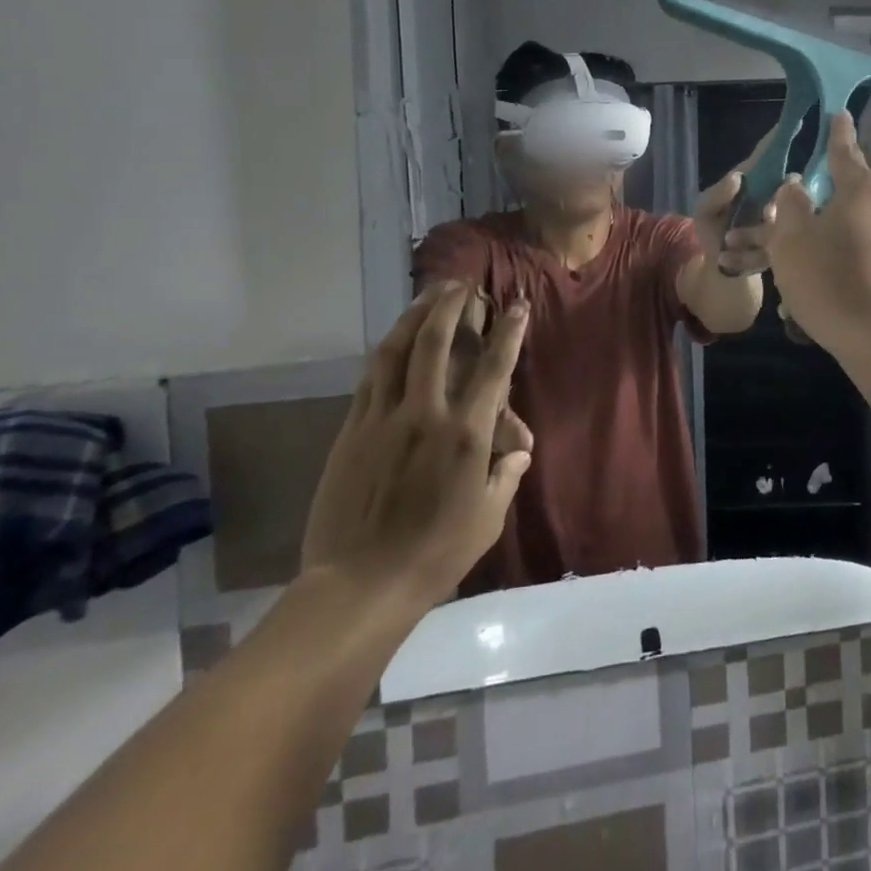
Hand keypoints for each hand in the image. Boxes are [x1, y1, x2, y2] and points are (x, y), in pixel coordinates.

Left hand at [299, 282, 532, 623]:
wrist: (358, 586)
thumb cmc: (435, 554)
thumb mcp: (487, 519)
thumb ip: (506, 475)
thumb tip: (519, 449)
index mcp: (466, 435)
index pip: (493, 368)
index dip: (508, 332)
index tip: (518, 305)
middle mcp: (425, 414)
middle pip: (436, 343)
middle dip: (451, 306)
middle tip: (461, 285)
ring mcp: (383, 419)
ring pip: (396, 351)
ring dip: (414, 316)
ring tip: (426, 295)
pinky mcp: (352, 431)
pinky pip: (370, 379)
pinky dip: (386, 351)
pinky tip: (393, 340)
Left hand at [691, 132, 777, 276]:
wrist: (723, 272)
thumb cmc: (713, 231)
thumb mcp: (705, 211)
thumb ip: (716, 194)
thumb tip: (739, 178)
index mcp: (754, 180)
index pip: (768, 155)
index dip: (779, 139)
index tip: (796, 121)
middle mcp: (774, 194)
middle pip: (788, 182)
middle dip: (782, 193)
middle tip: (765, 212)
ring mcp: (784, 218)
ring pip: (791, 214)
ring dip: (767, 228)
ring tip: (740, 240)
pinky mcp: (788, 243)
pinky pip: (785, 242)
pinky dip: (760, 251)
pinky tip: (740, 256)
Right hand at [763, 112, 870, 358]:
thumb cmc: (833, 284)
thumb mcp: (792, 241)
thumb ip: (790, 206)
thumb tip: (797, 187)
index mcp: (863, 192)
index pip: (845, 151)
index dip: (836, 133)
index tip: (839, 114)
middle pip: (846, 199)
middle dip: (812, 212)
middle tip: (782, 229)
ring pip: (854, 235)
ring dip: (822, 248)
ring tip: (790, 280)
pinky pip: (869, 262)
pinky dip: (843, 271)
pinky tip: (820, 301)